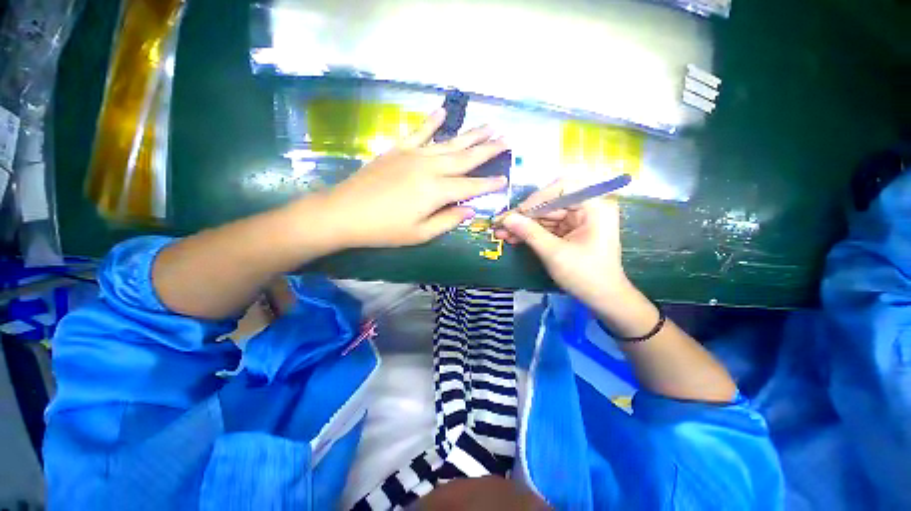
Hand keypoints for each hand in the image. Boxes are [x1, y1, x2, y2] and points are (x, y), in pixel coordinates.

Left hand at [322, 109, 508, 247]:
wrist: (344, 212)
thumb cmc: (384, 229)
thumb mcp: (420, 234)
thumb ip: (448, 220)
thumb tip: (470, 209)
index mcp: (436, 191)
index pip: (470, 186)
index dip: (489, 184)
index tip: (505, 178)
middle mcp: (429, 167)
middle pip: (464, 157)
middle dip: (488, 149)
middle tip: (506, 139)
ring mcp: (413, 155)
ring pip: (448, 142)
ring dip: (470, 134)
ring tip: (488, 125)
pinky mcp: (397, 150)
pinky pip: (418, 132)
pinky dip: (431, 122)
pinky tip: (443, 112)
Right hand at [495, 178, 632, 308]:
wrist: (603, 299)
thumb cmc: (585, 275)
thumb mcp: (554, 253)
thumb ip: (529, 233)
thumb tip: (506, 219)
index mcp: (595, 206)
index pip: (563, 188)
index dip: (537, 198)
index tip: (518, 213)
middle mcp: (588, 208)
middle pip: (551, 203)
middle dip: (525, 216)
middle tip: (501, 224)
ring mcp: (579, 220)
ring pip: (546, 216)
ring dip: (524, 225)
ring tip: (501, 233)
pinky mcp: (571, 231)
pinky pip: (548, 227)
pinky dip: (532, 233)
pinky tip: (513, 238)